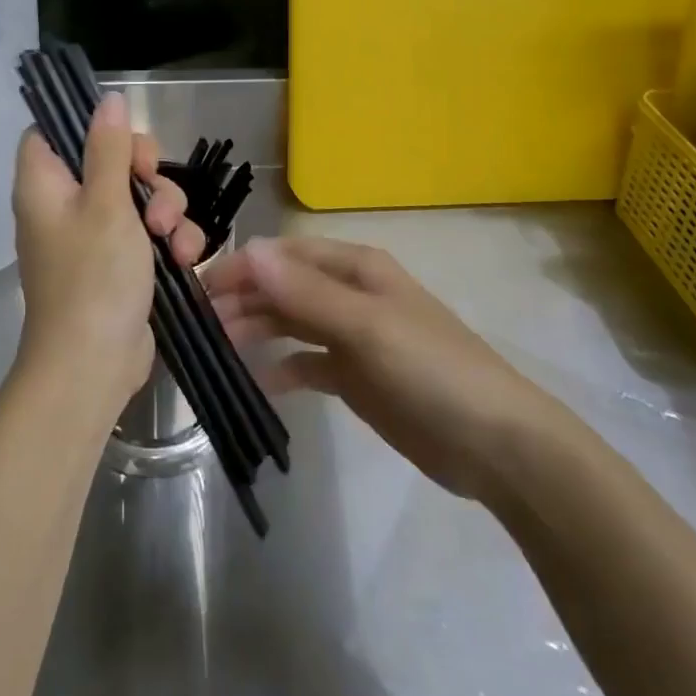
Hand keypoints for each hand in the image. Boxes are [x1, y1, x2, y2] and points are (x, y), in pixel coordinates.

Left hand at [12, 93, 206, 414]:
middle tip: (153, 194)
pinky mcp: (119, 261)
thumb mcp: (106, 203)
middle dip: (146, 174)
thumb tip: (107, 98)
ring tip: (174, 240)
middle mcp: (64, 204)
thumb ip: (108, 148)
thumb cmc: (93, 277)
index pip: (52, 131)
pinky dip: (170, 240)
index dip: (86, 126)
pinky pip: (148, 231)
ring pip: (138, 194)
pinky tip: (186, 259)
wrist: (94, 366)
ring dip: (167, 210)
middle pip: (108, 159)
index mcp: (45, 184)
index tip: (120, 136)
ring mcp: (93, 234)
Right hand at [205, 236, 560, 500]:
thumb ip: (306, 292)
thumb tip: (249, 251)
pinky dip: (283, 367)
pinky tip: (259, 382)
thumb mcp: (367, 326)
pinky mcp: (356, 377)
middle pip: (284, 287)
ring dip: (257, 328)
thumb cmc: (431, 369)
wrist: (495, 445)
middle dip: (244, 298)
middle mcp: (350, 293)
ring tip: (217, 346)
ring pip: (291, 322)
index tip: (200, 288)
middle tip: (200, 323)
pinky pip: (308, 363)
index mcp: (355, 268)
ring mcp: (353, 336)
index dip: (244, 266)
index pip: (286, 255)